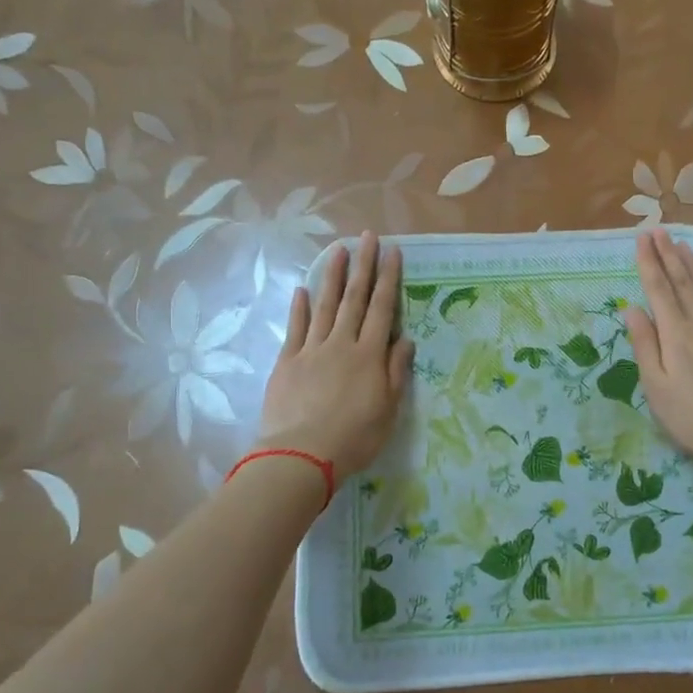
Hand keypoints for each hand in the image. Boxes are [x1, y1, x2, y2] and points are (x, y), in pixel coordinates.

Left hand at [258, 231, 414, 477]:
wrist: (301, 456)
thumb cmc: (354, 438)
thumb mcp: (388, 410)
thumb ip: (396, 372)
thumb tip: (405, 339)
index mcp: (369, 355)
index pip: (383, 309)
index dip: (388, 278)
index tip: (392, 251)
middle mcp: (342, 344)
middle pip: (355, 299)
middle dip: (363, 266)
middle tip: (367, 236)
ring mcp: (311, 350)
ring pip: (325, 306)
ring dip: (333, 276)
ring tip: (338, 250)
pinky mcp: (287, 362)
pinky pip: (295, 328)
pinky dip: (300, 307)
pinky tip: (302, 289)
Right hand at [624, 229, 692, 468]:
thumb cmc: (691, 416)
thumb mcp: (656, 386)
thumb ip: (644, 345)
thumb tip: (632, 308)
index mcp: (675, 333)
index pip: (658, 289)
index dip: (649, 262)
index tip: (641, 238)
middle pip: (683, 281)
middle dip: (669, 254)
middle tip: (659, 230)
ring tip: (683, 244)